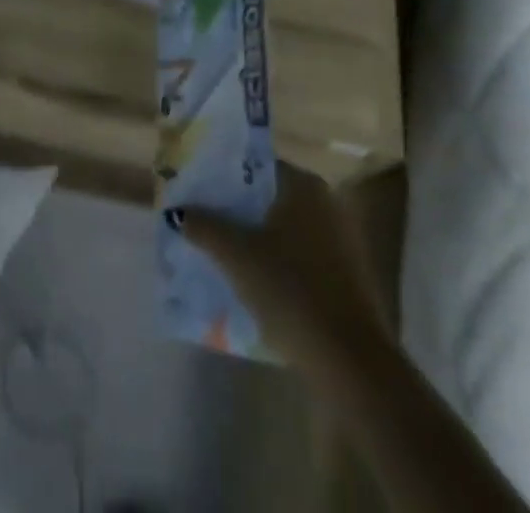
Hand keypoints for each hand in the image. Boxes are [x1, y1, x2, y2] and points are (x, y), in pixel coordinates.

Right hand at [182, 162, 384, 375]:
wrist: (352, 362)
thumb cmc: (292, 291)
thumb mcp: (238, 256)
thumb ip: (205, 227)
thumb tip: (178, 212)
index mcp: (304, 185)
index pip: (255, 166)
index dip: (223, 178)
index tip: (198, 191)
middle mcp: (326, 202)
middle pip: (269, 197)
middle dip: (237, 209)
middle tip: (204, 220)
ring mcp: (341, 239)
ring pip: (285, 227)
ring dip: (256, 237)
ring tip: (222, 251)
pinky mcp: (347, 274)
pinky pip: (301, 254)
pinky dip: (278, 260)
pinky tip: (255, 280)